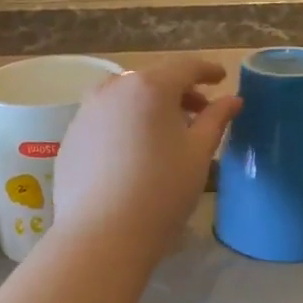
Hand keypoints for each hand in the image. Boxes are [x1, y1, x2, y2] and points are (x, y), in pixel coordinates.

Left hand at [53, 56, 240, 260]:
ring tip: (166, 133)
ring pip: (125, 98)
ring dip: (149, 106)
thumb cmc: (161, 190)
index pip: (185, 68)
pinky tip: (134, 153)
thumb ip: (216, 119)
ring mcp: (86, 112)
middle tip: (199, 113)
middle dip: (178, 92)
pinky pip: (105, 119)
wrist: (101, 234)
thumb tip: (232, 99)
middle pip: (153, 80)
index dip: (207, 71)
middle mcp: (113, 89)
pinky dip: (125, 124)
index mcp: (150, 87)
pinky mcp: (71, 138)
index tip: (221, 78)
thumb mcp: (199, 154)